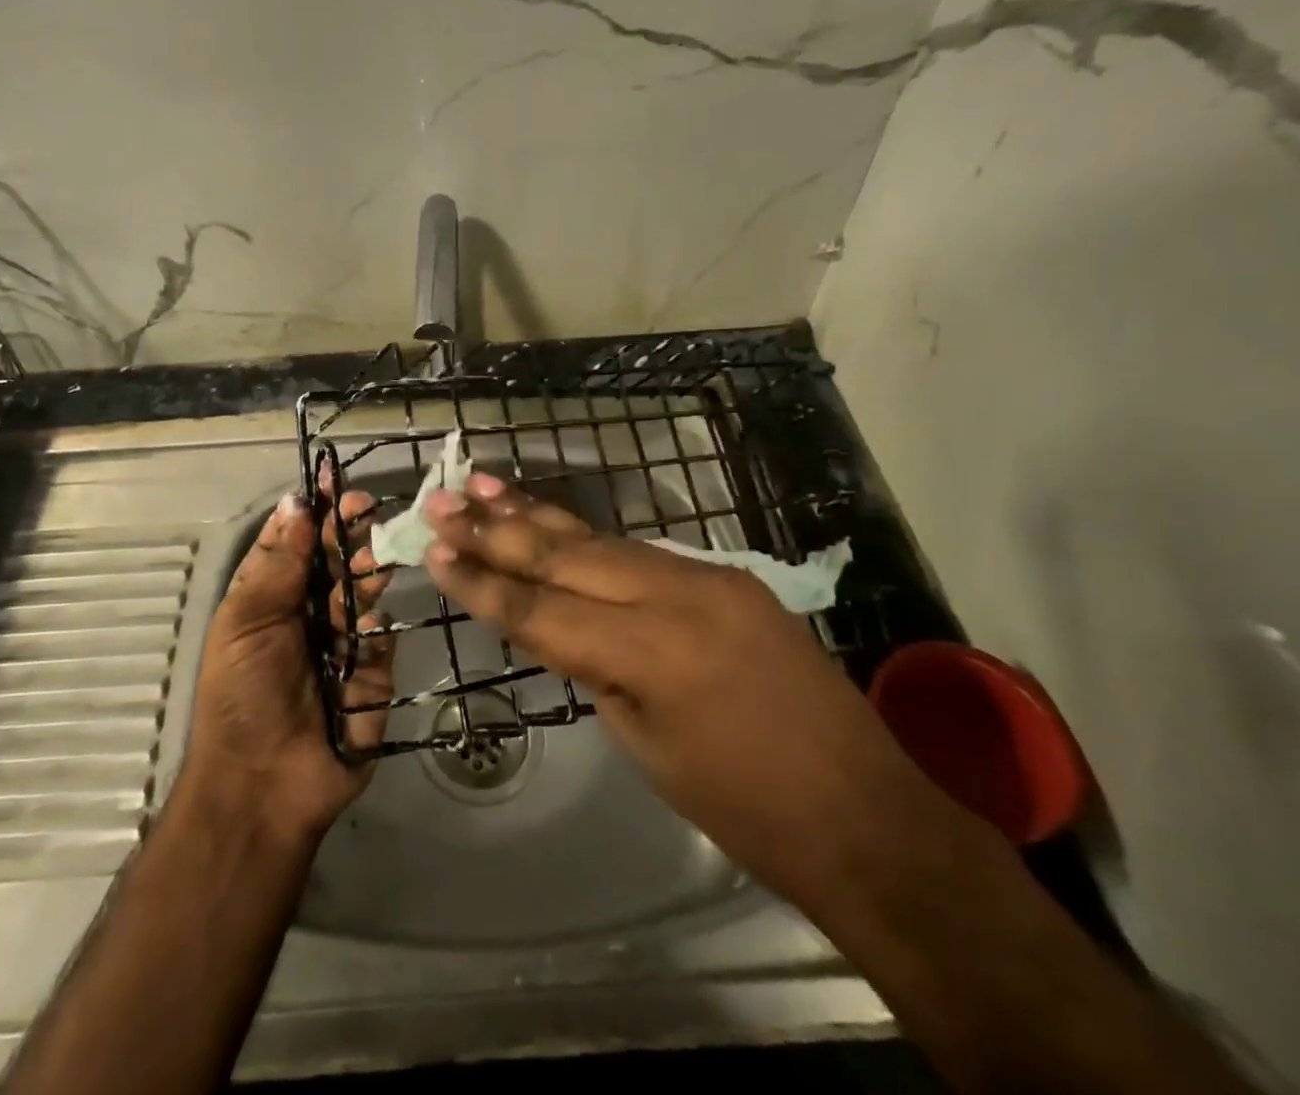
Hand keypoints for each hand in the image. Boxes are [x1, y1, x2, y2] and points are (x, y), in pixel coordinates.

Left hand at [179, 491, 394, 842]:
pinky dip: (374, 626)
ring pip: (362, 590)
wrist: (262, 784)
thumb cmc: (241, 695)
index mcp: (270, 596)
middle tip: (365, 509)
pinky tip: (365, 625)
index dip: (312, 512)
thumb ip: (278, 563)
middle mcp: (308, 612)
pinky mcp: (374, 672)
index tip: (333, 483)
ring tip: (370, 557)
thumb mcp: (246, 621)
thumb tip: (296, 503)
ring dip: (366, 568)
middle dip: (347, 532)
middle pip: (334, 559)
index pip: (295, 542)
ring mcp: (344, 641)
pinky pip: (380, 637)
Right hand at [421, 474, 968, 912]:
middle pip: (566, 555)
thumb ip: (595, 669)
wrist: (865, 814)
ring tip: (484, 486)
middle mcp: (677, 594)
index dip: (482, 582)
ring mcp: (709, 576)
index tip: (434, 552)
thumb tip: (555, 623)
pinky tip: (554, 524)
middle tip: (442, 500)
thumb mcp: (645, 743)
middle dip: (497, 529)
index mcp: (651, 651)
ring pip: (602, 539)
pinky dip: (590, 540)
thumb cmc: (745, 808)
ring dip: (539, 516)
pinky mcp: (728, 575)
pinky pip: (643, 552)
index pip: (542, 608)